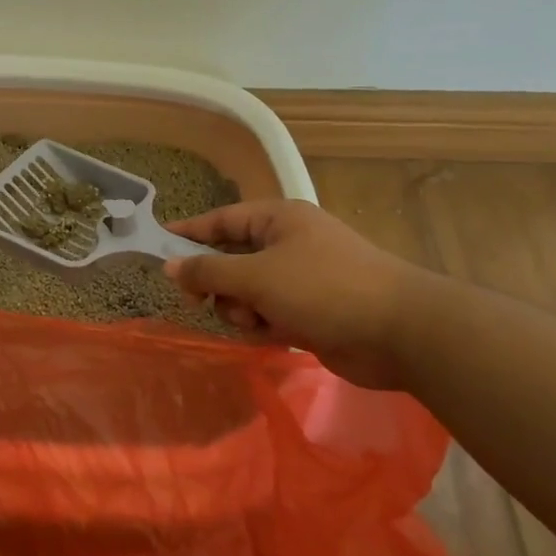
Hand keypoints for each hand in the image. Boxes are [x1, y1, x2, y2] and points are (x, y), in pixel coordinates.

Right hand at [164, 200, 438, 389]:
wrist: (399, 332)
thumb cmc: (324, 289)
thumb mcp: (257, 276)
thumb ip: (209, 271)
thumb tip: (170, 266)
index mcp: (278, 220)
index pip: (221, 220)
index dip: (188, 232)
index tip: (156, 244)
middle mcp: (288, 245)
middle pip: (231, 260)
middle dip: (219, 284)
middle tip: (201, 302)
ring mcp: (301, 280)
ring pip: (246, 293)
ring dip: (243, 310)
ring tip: (258, 322)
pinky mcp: (310, 312)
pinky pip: (268, 315)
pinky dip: (265, 326)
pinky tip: (276, 336)